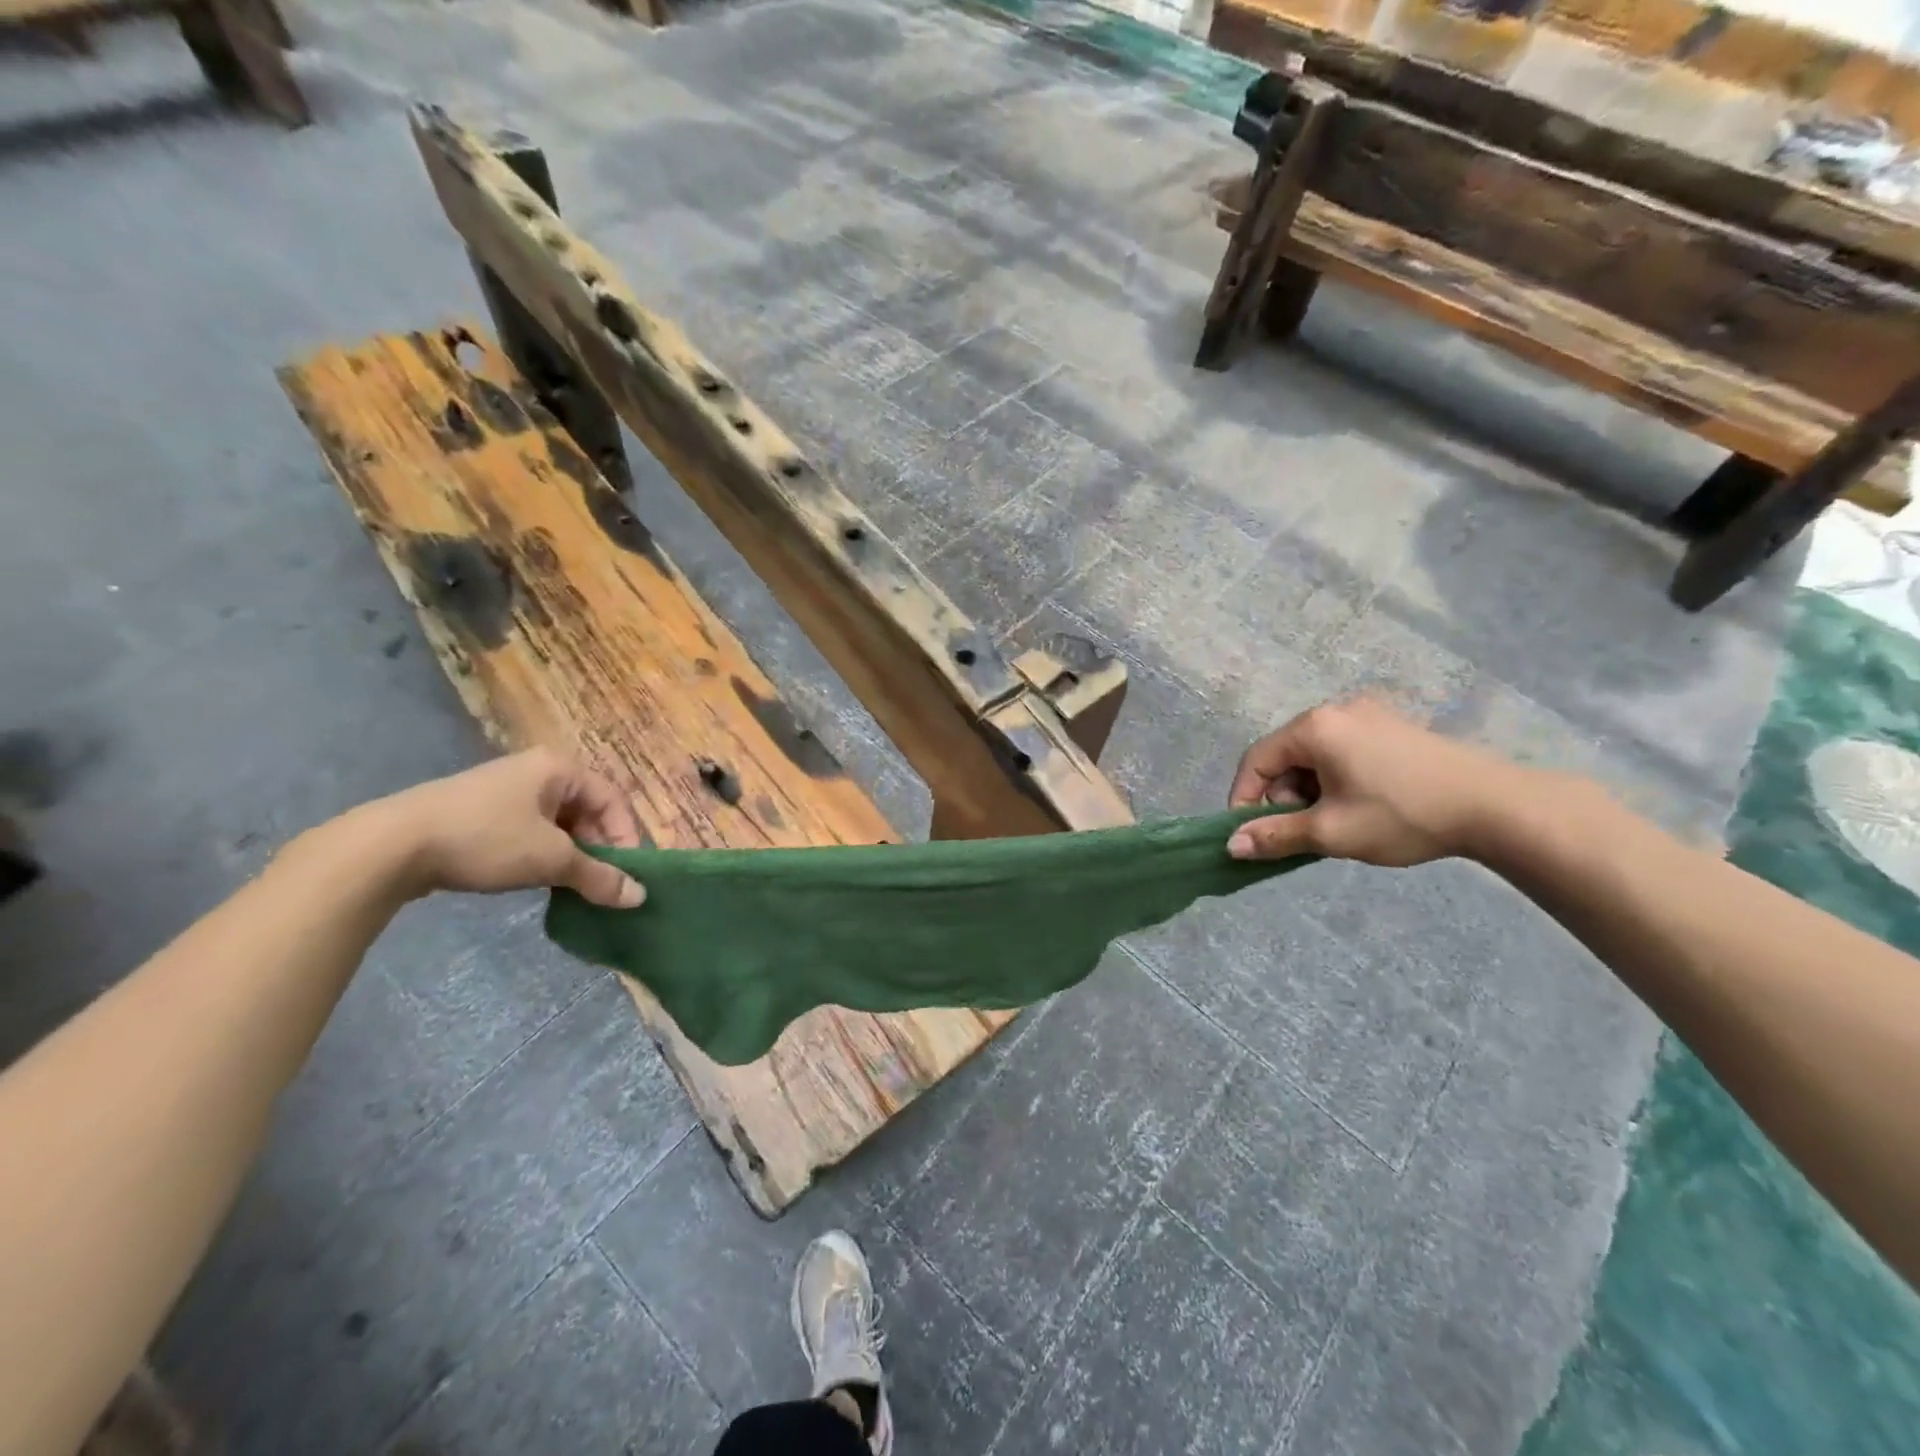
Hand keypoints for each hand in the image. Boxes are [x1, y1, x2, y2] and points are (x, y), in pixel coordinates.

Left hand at [378, 749, 646, 907]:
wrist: (391, 846)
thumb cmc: (486, 839)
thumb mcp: (550, 860)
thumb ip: (598, 877)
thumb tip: (639, 897)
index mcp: (559, 768)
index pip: (612, 800)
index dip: (624, 837)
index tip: (624, 874)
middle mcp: (537, 770)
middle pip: (586, 810)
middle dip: (597, 848)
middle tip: (598, 883)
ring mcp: (505, 790)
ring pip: (558, 823)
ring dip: (570, 855)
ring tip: (568, 885)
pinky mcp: (480, 812)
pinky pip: (529, 830)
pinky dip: (541, 853)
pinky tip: (534, 878)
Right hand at [1226, 699, 1523, 866]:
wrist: (1496, 807)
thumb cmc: (1402, 815)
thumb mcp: (1330, 832)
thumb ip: (1275, 836)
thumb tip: (1231, 846)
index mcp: (1314, 727)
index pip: (1256, 760)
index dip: (1243, 799)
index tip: (1248, 834)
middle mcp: (1336, 710)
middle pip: (1285, 756)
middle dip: (1283, 797)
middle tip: (1304, 832)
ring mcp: (1369, 715)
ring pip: (1315, 756)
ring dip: (1310, 791)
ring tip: (1335, 823)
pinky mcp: (1394, 727)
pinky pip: (1343, 752)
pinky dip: (1336, 780)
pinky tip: (1360, 806)